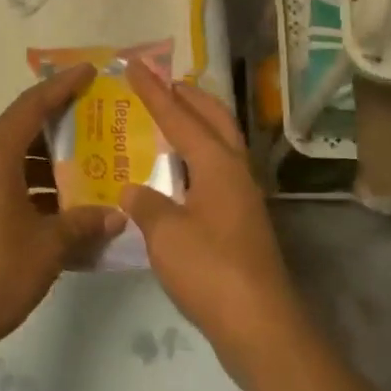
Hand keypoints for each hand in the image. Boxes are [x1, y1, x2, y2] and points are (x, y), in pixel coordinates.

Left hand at [0, 64, 124, 366]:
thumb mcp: (47, 248)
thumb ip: (84, 224)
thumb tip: (117, 216)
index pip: (32, 105)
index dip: (62, 86)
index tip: (89, 72)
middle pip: (22, 129)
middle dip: (59, 125)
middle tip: (96, 123)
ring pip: (12, 159)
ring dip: (46, 162)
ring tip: (85, 168)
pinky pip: (3, 183)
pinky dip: (30, 186)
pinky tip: (58, 210)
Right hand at [121, 64, 302, 387]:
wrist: (260, 324)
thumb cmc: (210, 270)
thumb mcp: (165, 234)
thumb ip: (145, 204)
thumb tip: (131, 189)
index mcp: (217, 163)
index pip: (180, 116)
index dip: (154, 91)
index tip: (135, 66)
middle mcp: (235, 170)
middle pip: (214, 119)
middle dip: (190, 96)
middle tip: (164, 82)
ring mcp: (243, 196)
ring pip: (221, 144)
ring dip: (198, 125)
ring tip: (170, 119)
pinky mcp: (242, 221)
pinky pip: (217, 171)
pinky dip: (198, 158)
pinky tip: (177, 175)